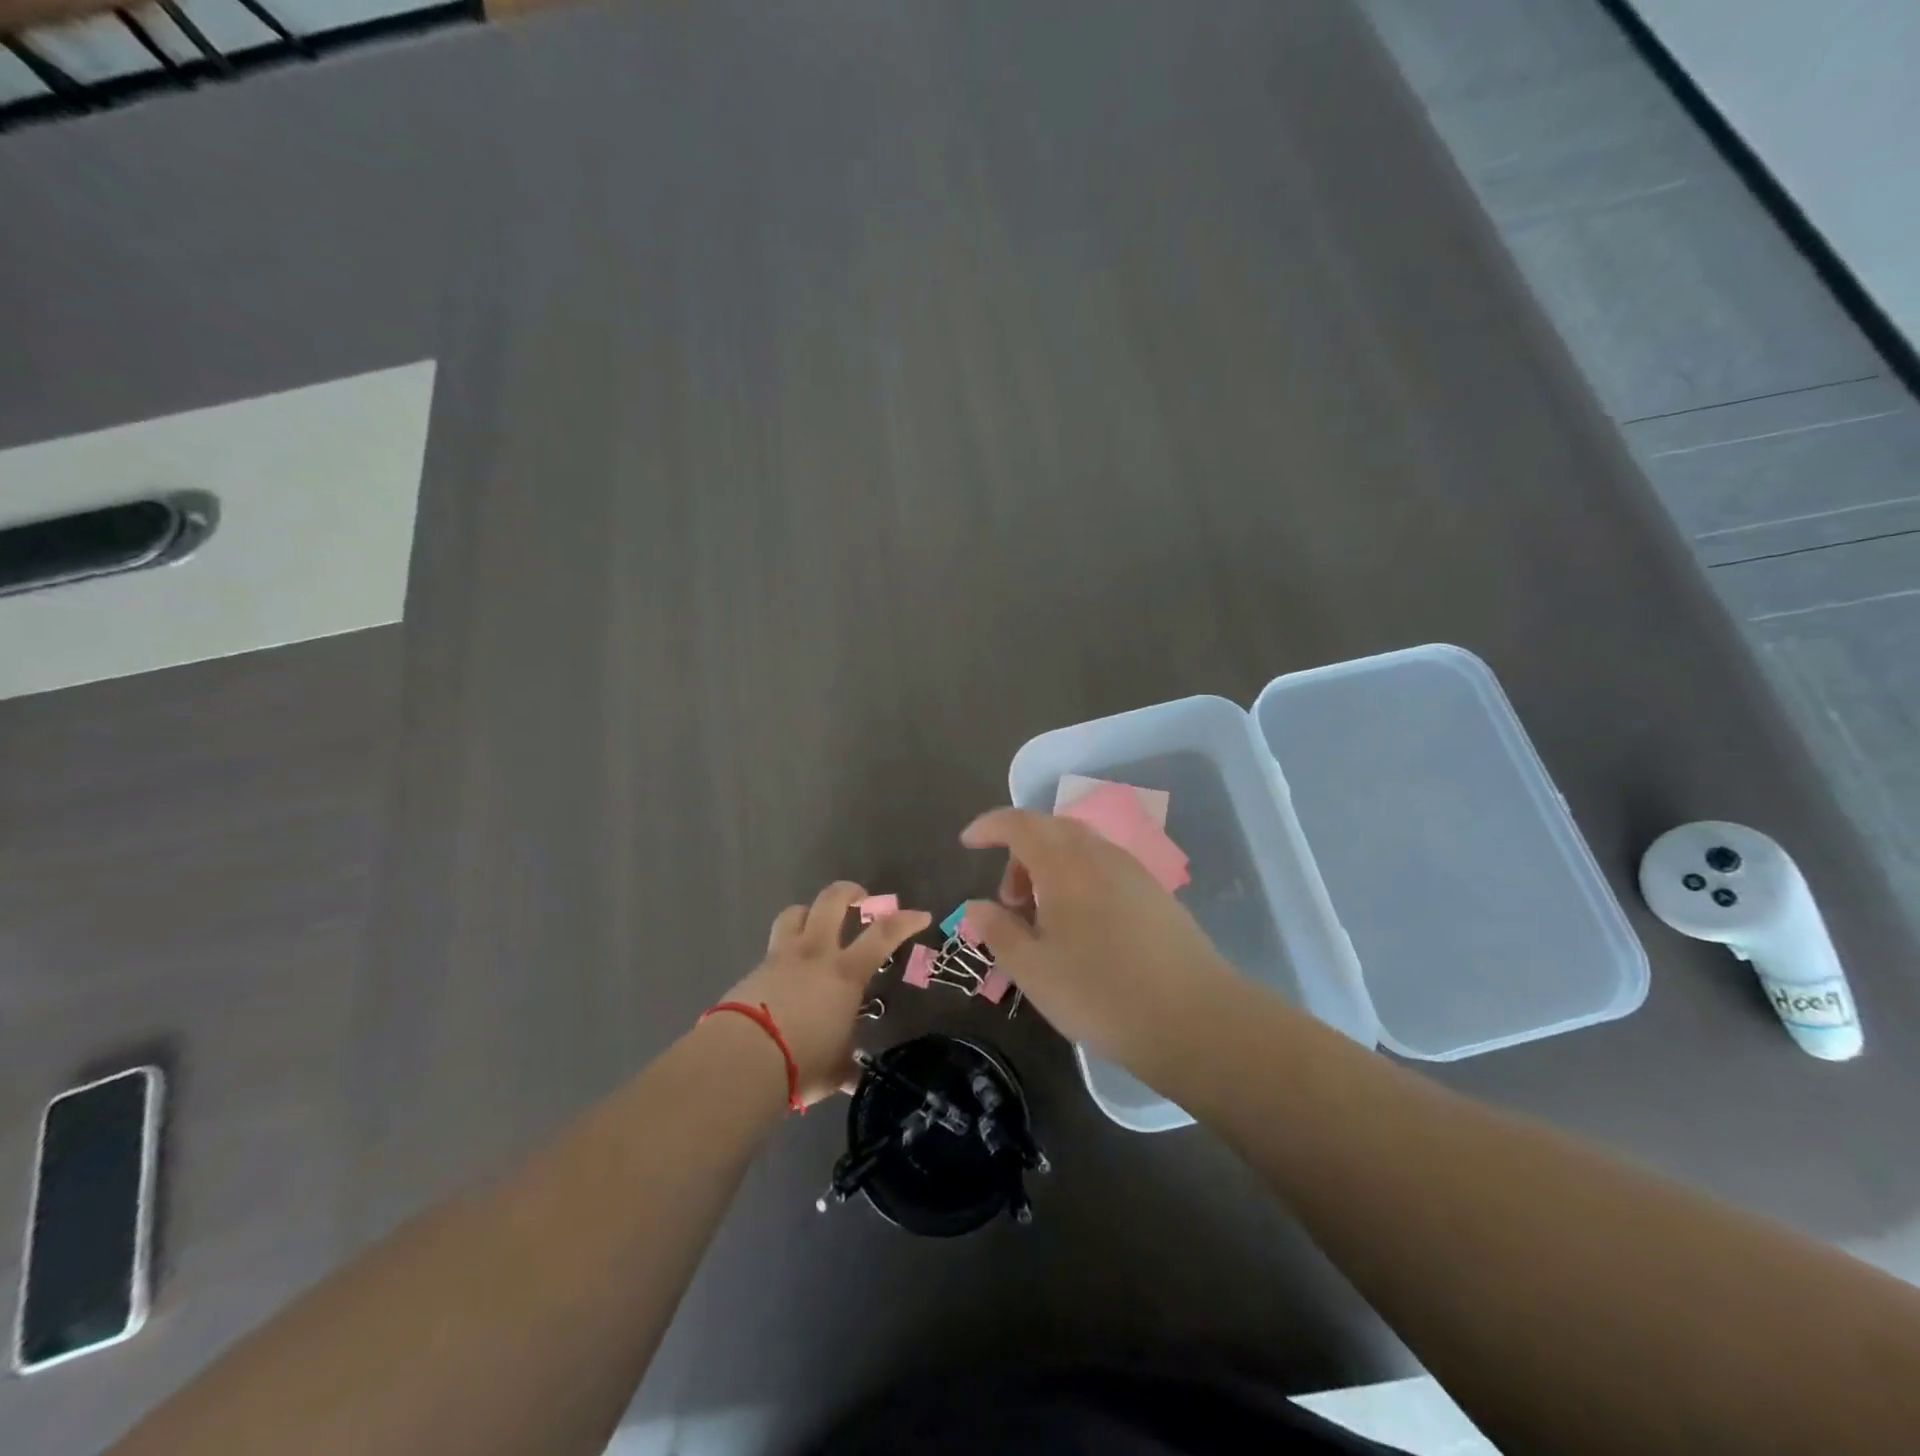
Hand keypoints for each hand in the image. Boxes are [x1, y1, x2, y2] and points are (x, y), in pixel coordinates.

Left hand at [721, 881, 930, 1105]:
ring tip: (816, 923)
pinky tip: (785, 973)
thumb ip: (847, 1066)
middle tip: (860, 898)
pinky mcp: (753, 970)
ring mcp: (780, 957)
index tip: (921, 916)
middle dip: (849, 892)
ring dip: (809, 912)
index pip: (883, 934)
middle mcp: (815, 954)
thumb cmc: (802, 1063)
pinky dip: (784, 951)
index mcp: (845, 973)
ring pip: (795, 913)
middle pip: (831, 902)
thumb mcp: (835, 1069)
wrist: (742, 1060)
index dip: (905, 921)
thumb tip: (855, 1078)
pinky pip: (773, 947)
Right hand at [959, 808, 1240, 1079]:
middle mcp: (1100, 855)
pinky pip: (1104, 867)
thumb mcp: (1033, 970)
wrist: (1194, 1019)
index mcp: (1064, 864)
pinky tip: (1081, 926)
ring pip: (1080, 848)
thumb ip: (999, 931)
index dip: (989, 826)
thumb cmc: (1100, 993)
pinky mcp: (1155, 894)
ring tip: (1043, 919)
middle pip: (1050, 830)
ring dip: (1050, 867)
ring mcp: (1133, 871)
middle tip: (1009, 901)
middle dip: (1019, 853)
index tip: (968, 843)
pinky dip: (1079, 879)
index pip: (1019, 823)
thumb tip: (976, 906)